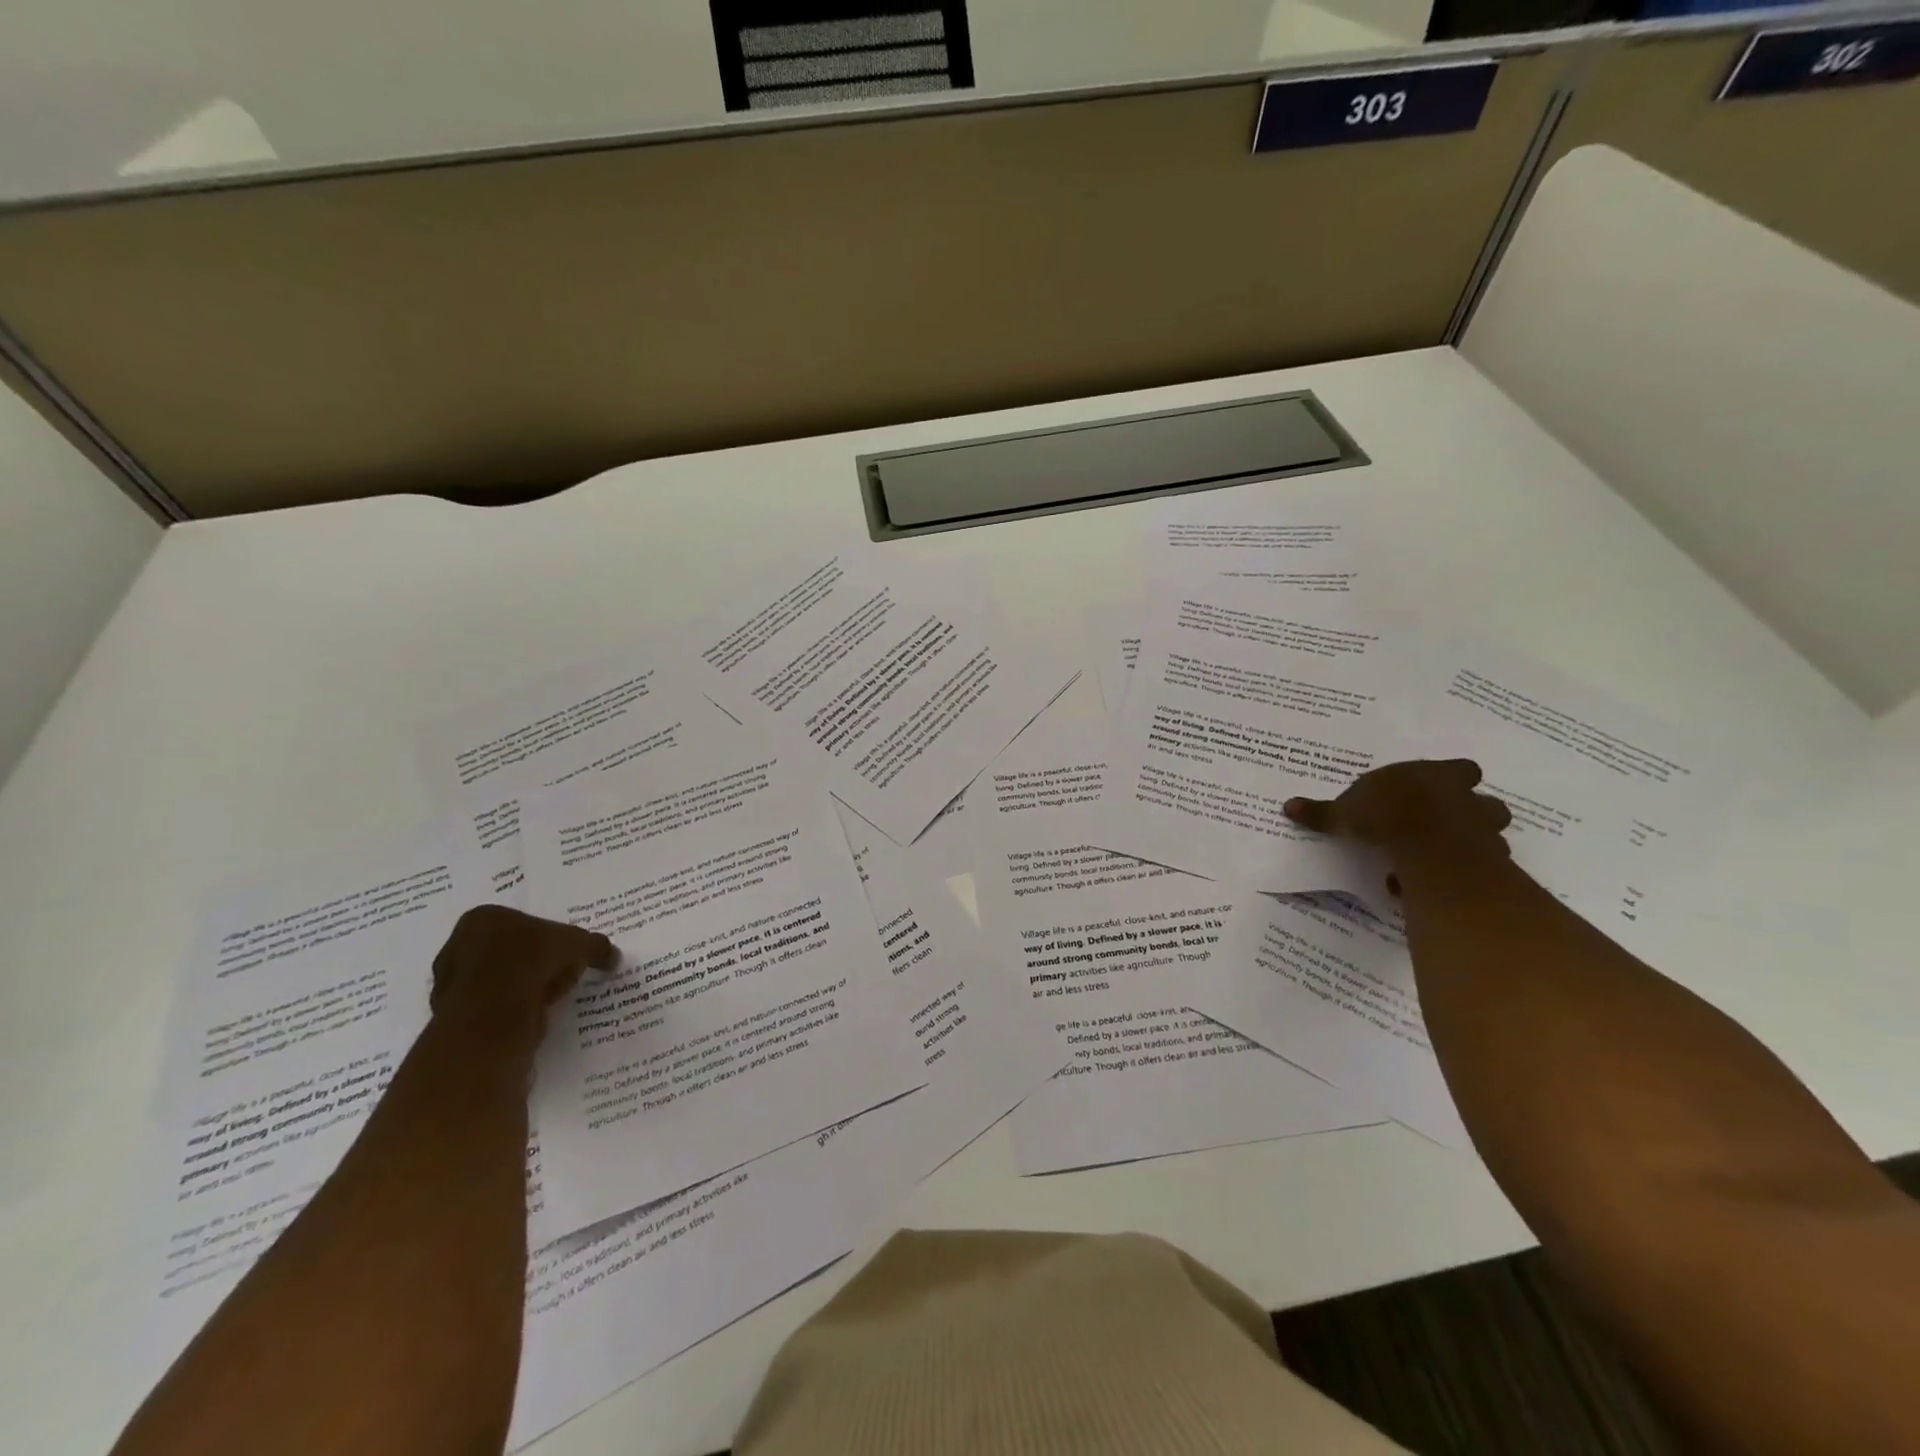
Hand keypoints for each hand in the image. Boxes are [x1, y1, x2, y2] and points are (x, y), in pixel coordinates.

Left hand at [430, 905, 617, 1037]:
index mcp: (484, 917)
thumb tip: (613, 957)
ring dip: (526, 987)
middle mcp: (459, 944)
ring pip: (502, 979)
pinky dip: (513, 1009)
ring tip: (550, 997)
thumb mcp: (578, 945)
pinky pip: (493, 1006)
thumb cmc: (530, 963)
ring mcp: (451, 982)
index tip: (569, 954)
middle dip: (537, 962)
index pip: (526, 922)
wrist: (489, 1020)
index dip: (552, 938)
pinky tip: (532, 1014)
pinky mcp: (453, 1015)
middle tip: (563, 974)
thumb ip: (596, 946)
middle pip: (513, 950)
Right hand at [1283, 759, 1511, 858]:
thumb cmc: (1385, 814)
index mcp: (1437, 775)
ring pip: (1491, 833)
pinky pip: (1480, 867)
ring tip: (1442, 857)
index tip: (1437, 790)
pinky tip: (1441, 882)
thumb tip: (1288, 806)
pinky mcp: (1487, 860)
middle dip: (1471, 813)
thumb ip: (1322, 812)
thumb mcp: (1344, 812)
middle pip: (1485, 801)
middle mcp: (1466, 798)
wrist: (1424, 845)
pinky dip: (1464, 874)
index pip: (1462, 769)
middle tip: (1443, 826)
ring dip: (1472, 844)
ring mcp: (1482, 829)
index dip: (1454, 778)